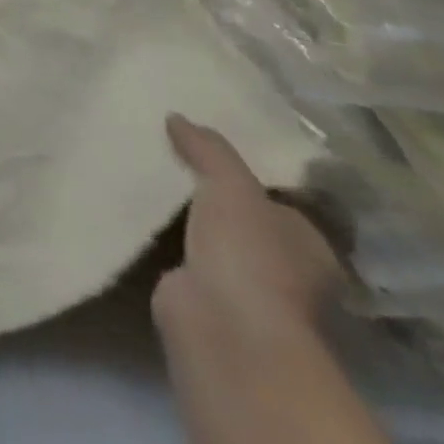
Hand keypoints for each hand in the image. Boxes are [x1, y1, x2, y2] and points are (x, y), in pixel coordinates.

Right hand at [155, 115, 345, 341]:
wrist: (225, 326)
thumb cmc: (249, 252)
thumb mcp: (231, 183)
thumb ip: (208, 148)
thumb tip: (177, 117)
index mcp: (308, 245)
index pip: (277, 201)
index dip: (245, 175)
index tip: (205, 148)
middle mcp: (285, 271)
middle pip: (242, 220)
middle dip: (210, 196)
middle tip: (169, 154)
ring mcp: (245, 290)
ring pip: (210, 239)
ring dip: (183, 218)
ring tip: (143, 174)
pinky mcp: (203, 300)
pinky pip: (181, 256)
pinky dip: (162, 239)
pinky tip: (136, 210)